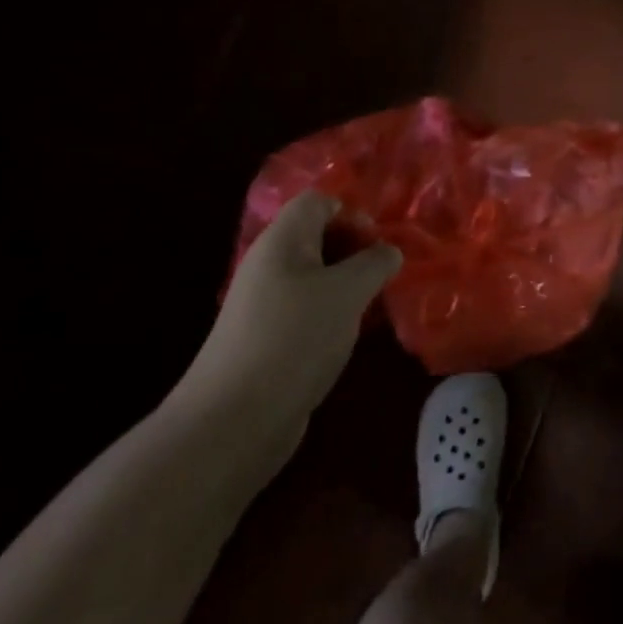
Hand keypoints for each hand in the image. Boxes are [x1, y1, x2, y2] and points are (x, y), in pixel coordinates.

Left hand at [173, 190, 401, 451]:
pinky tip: (350, 336)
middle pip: (317, 237)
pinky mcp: (267, 340)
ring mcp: (264, 305)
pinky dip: (332, 314)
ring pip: (315, 276)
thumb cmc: (295, 338)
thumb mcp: (348, 292)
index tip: (377, 245)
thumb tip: (389, 251)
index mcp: (282, 241)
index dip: (352, 213)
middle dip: (355, 250)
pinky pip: (307, 310)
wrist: (233, 421)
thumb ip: (375, 262)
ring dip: (347, 284)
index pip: (318, 202)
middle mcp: (269, 265)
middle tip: (384, 274)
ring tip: (374, 305)